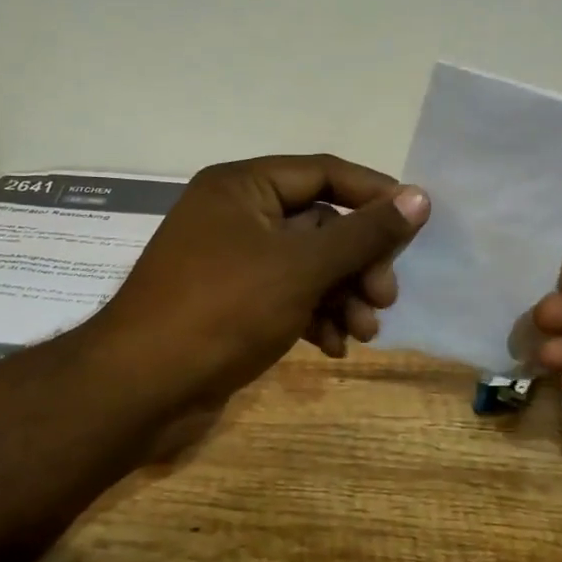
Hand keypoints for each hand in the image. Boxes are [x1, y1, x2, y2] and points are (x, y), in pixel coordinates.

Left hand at [90, 154, 428, 417]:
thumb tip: (420, 197)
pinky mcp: (230, 303)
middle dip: (357, 262)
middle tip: (385, 297)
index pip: (323, 172)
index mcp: (243, 187)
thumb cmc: (224, 310)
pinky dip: (314, 317)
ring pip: (306, 266)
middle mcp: (235, 215)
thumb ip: (363, 233)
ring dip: (342, 296)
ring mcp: (231, 261)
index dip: (373, 194)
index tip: (415, 222)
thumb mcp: (302, 267)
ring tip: (364, 333)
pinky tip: (332, 348)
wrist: (141, 388)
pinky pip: (286, 296)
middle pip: (319, 224)